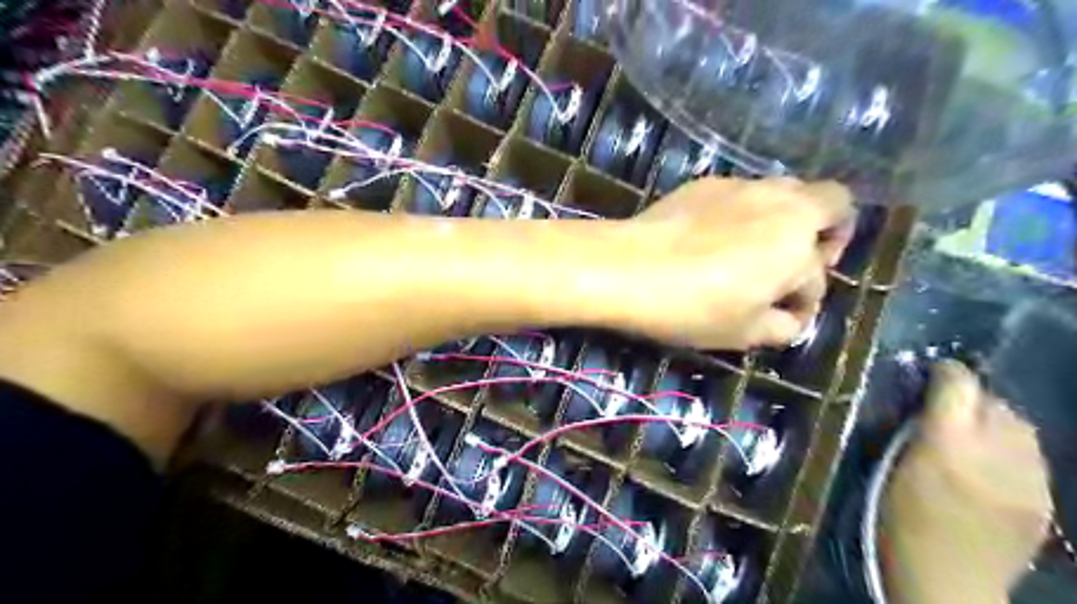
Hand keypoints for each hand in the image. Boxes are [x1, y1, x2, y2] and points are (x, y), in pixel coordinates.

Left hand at [610, 176, 855, 349]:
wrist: (627, 268)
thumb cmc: (692, 307)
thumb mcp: (744, 332)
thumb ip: (782, 326)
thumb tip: (790, 318)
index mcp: (798, 240)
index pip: (820, 273)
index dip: (807, 300)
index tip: (784, 315)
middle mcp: (778, 201)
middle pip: (830, 200)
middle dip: (828, 231)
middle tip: (796, 261)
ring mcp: (740, 185)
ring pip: (785, 191)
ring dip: (786, 217)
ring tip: (756, 249)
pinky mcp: (704, 183)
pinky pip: (742, 193)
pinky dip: (744, 212)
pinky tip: (714, 236)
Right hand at [884, 361, 1053, 600]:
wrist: (947, 583)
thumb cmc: (899, 523)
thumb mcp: (889, 468)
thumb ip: (911, 429)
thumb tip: (924, 402)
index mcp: (946, 445)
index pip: (958, 385)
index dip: (945, 372)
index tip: (932, 372)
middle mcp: (994, 454)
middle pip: (995, 402)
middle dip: (972, 397)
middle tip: (947, 407)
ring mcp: (1028, 479)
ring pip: (1022, 426)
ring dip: (995, 420)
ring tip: (972, 434)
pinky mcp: (1045, 500)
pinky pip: (1033, 456)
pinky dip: (1012, 448)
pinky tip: (991, 464)